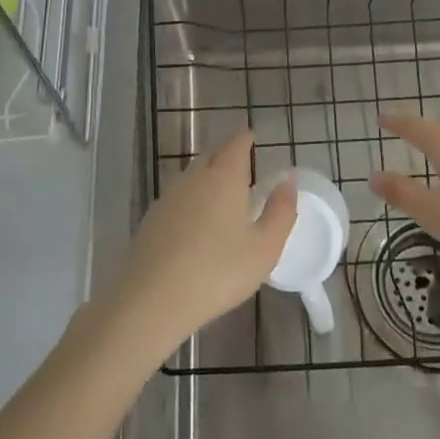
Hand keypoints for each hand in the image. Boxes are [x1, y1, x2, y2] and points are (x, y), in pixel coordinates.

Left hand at [105, 132, 296, 353]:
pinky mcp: (151, 219)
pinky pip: (178, 198)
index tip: (252, 139)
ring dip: (207, 179)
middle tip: (242, 169)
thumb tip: (288, 181)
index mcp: (224, 176)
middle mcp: (194, 177)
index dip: (246, 139)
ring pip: (192, 176)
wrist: (151, 299)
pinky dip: (191, 201)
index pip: (236, 144)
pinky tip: (195, 224)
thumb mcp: (264, 248)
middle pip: (212, 155)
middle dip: (227, 156)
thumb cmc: (217, 271)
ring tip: (221, 197)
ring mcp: (168, 196)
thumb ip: (281, 212)